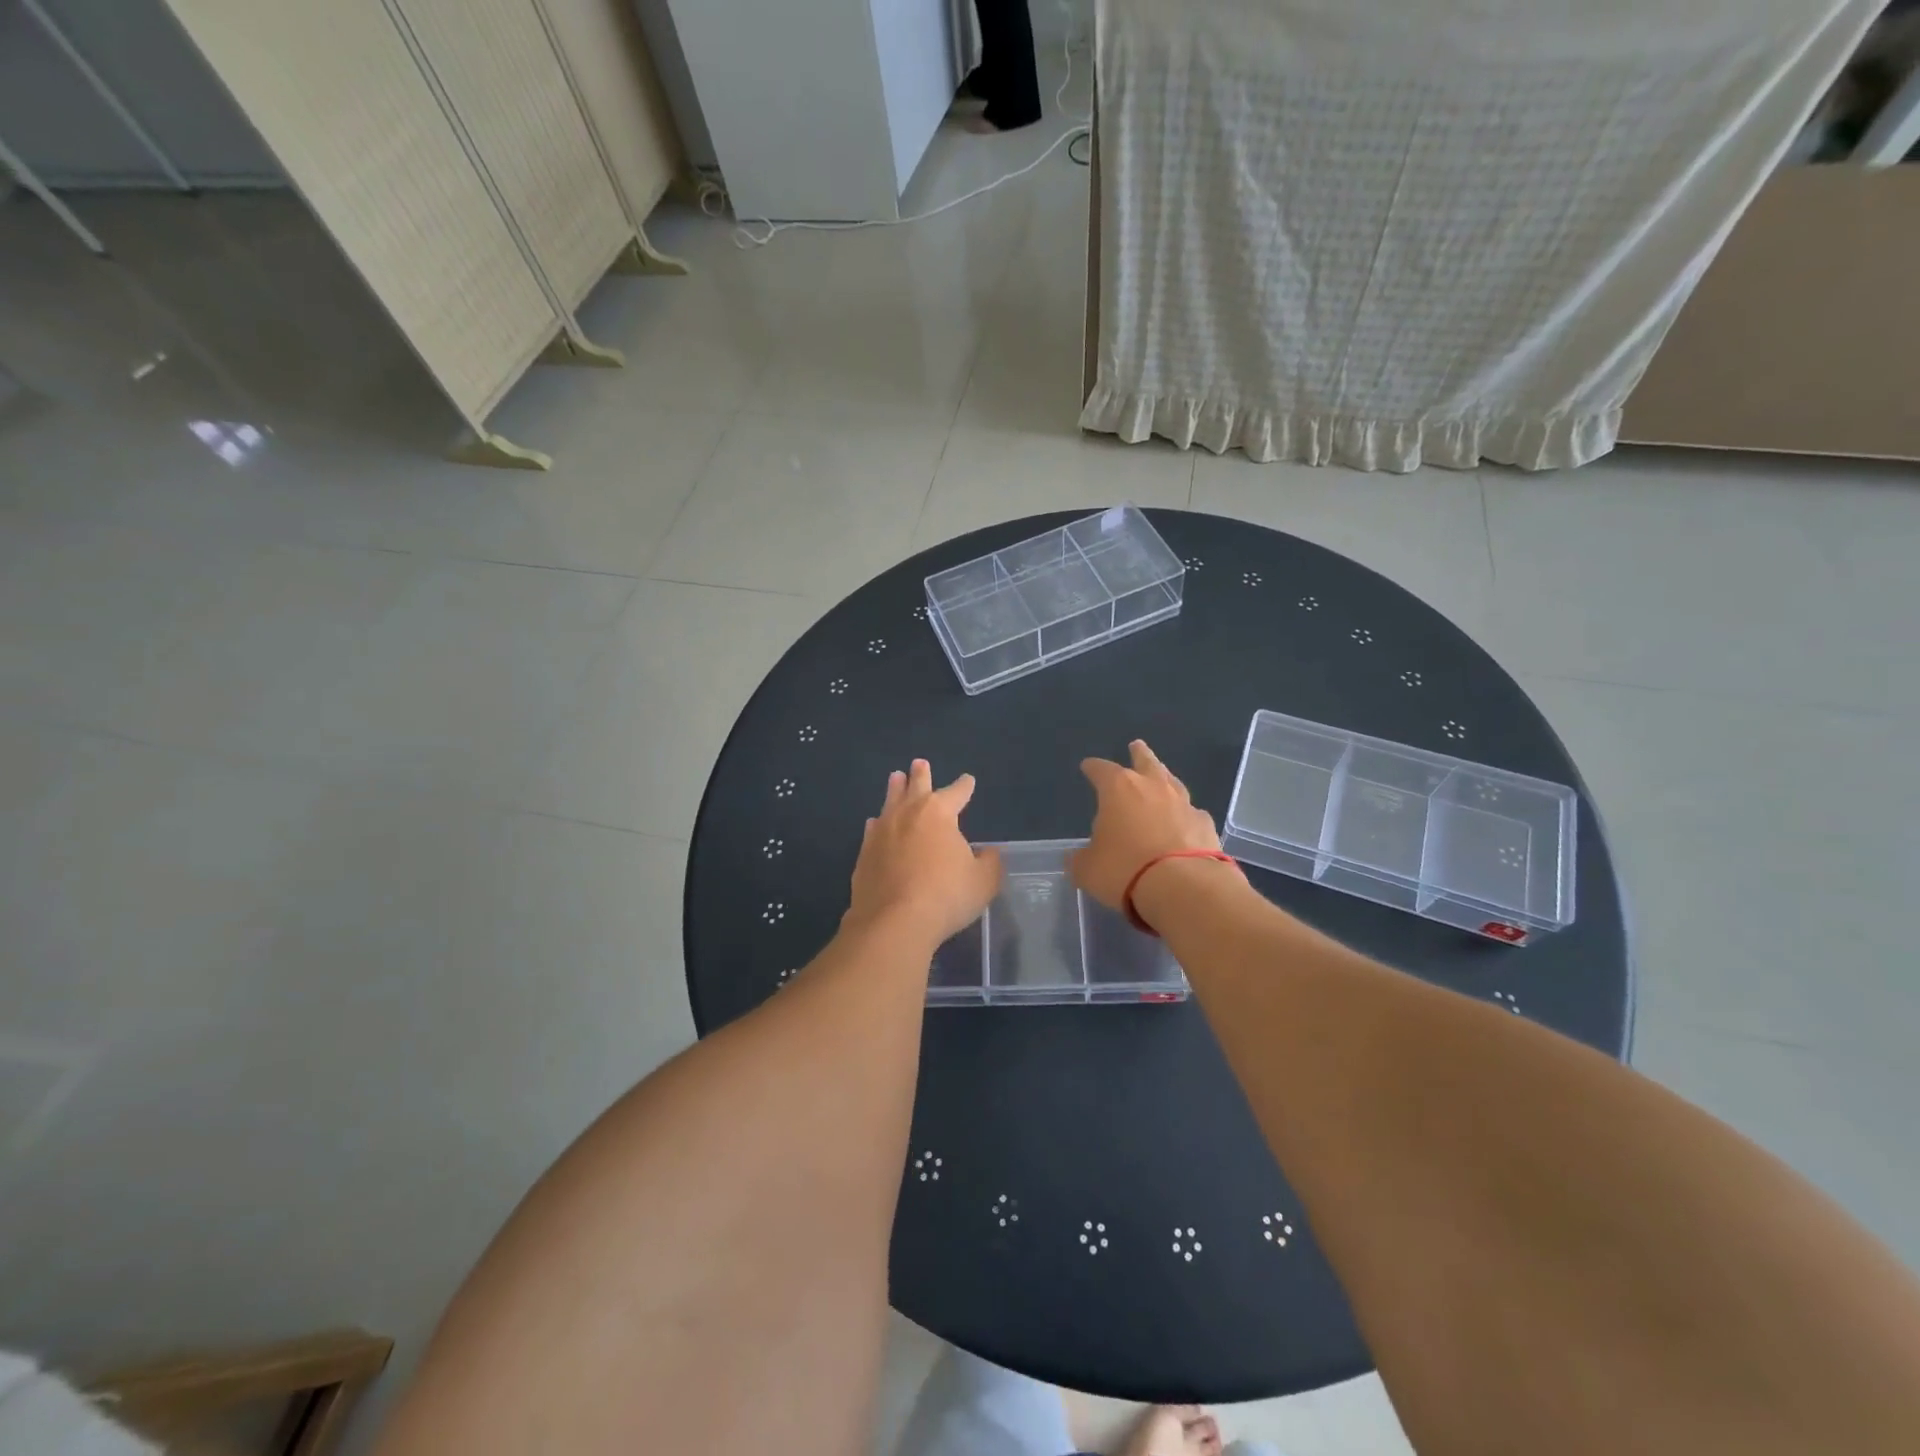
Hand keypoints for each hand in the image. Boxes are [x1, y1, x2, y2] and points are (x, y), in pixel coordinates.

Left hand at [845, 760, 1002, 946]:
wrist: (894, 921)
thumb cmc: (946, 895)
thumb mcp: (983, 881)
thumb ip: (989, 863)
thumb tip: (988, 853)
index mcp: (939, 813)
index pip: (956, 793)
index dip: (964, 786)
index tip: (968, 780)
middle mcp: (908, 814)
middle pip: (916, 786)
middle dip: (920, 775)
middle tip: (919, 763)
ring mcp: (882, 832)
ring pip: (889, 802)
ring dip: (894, 790)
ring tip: (895, 778)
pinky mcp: (864, 854)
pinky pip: (873, 830)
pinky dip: (878, 824)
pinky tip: (875, 824)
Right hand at [1070, 740, 1222, 910]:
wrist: (1184, 887)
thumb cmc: (1125, 870)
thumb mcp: (1088, 870)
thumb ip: (1080, 860)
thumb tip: (1076, 858)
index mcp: (1118, 789)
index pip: (1101, 770)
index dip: (1092, 768)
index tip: (1087, 766)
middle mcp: (1153, 787)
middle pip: (1145, 761)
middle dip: (1138, 754)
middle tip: (1136, 745)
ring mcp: (1183, 804)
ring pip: (1172, 782)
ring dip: (1165, 779)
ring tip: (1162, 779)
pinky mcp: (1206, 825)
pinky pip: (1191, 813)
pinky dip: (1184, 815)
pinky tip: (1183, 822)